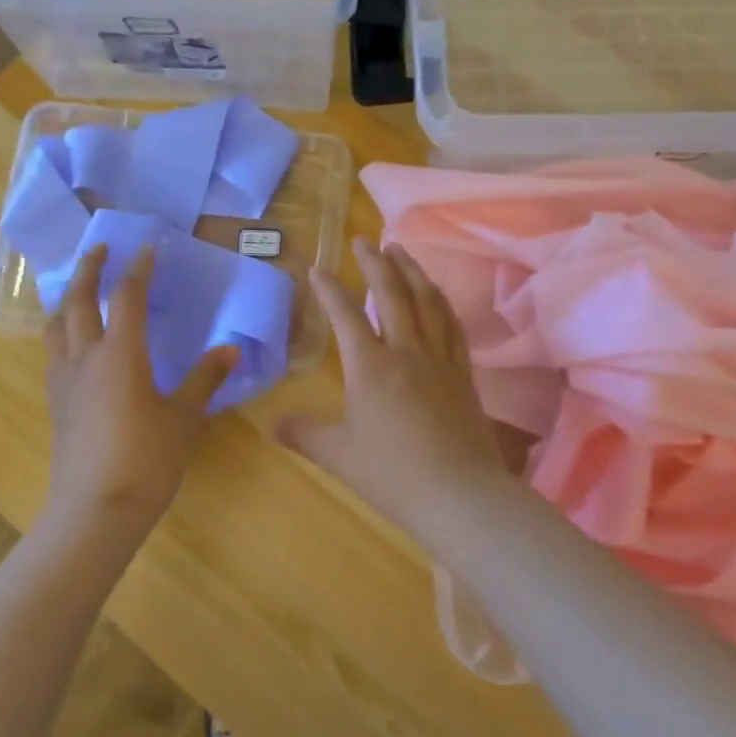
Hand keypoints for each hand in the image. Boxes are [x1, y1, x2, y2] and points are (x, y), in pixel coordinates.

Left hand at [42, 245, 237, 539]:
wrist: (96, 510)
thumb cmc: (147, 460)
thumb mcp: (184, 419)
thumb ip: (205, 380)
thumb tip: (231, 350)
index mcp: (120, 354)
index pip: (128, 296)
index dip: (139, 268)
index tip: (149, 247)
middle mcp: (86, 357)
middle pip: (79, 300)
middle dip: (89, 269)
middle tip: (101, 250)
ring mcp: (64, 380)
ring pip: (56, 325)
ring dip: (68, 298)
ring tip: (80, 290)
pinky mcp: (55, 403)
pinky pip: (54, 352)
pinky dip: (63, 332)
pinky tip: (75, 344)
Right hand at [278, 237, 509, 530]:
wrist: (460, 495)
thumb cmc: (392, 475)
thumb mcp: (337, 456)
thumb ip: (303, 434)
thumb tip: (272, 423)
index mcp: (371, 367)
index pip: (345, 315)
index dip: (329, 289)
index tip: (317, 268)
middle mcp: (407, 352)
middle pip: (392, 294)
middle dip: (376, 263)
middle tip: (365, 241)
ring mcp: (440, 360)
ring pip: (427, 302)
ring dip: (412, 272)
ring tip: (402, 251)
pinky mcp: (463, 375)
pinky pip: (452, 326)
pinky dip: (441, 303)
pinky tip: (437, 297)